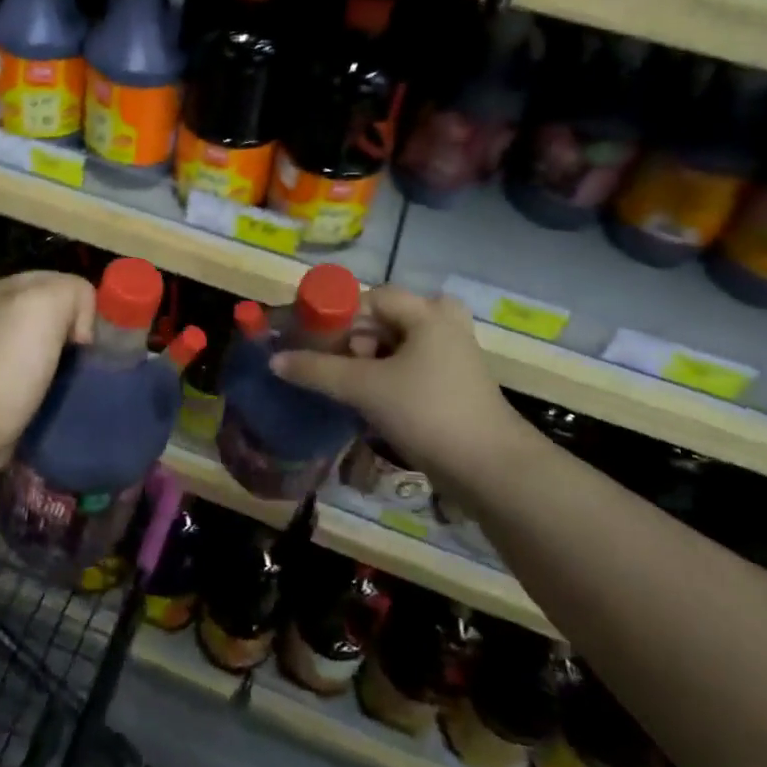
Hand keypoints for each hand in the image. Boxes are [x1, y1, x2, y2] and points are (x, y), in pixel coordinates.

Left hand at [0, 272, 95, 462]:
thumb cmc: (9, 362)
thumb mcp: (47, 303)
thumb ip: (74, 291)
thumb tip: (80, 328)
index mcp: (3, 288)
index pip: (60, 281)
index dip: (80, 303)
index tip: (82, 336)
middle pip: (55, 313)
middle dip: (75, 332)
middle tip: (82, 358)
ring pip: (50, 345)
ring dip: (67, 360)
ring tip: (74, 379)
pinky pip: (39, 374)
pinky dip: (53, 383)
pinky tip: (57, 395)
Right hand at [270, 285, 521, 489]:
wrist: (491, 469)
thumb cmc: (427, 413)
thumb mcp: (365, 388)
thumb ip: (317, 370)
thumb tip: (275, 360)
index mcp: (427, 313)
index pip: (369, 297)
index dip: (337, 315)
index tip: (311, 340)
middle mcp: (443, 324)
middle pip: (384, 319)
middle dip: (354, 340)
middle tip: (336, 365)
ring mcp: (453, 354)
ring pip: (397, 345)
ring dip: (369, 362)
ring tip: (351, 388)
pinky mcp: (455, 383)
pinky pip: (411, 366)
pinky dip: (388, 377)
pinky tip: (372, 403)